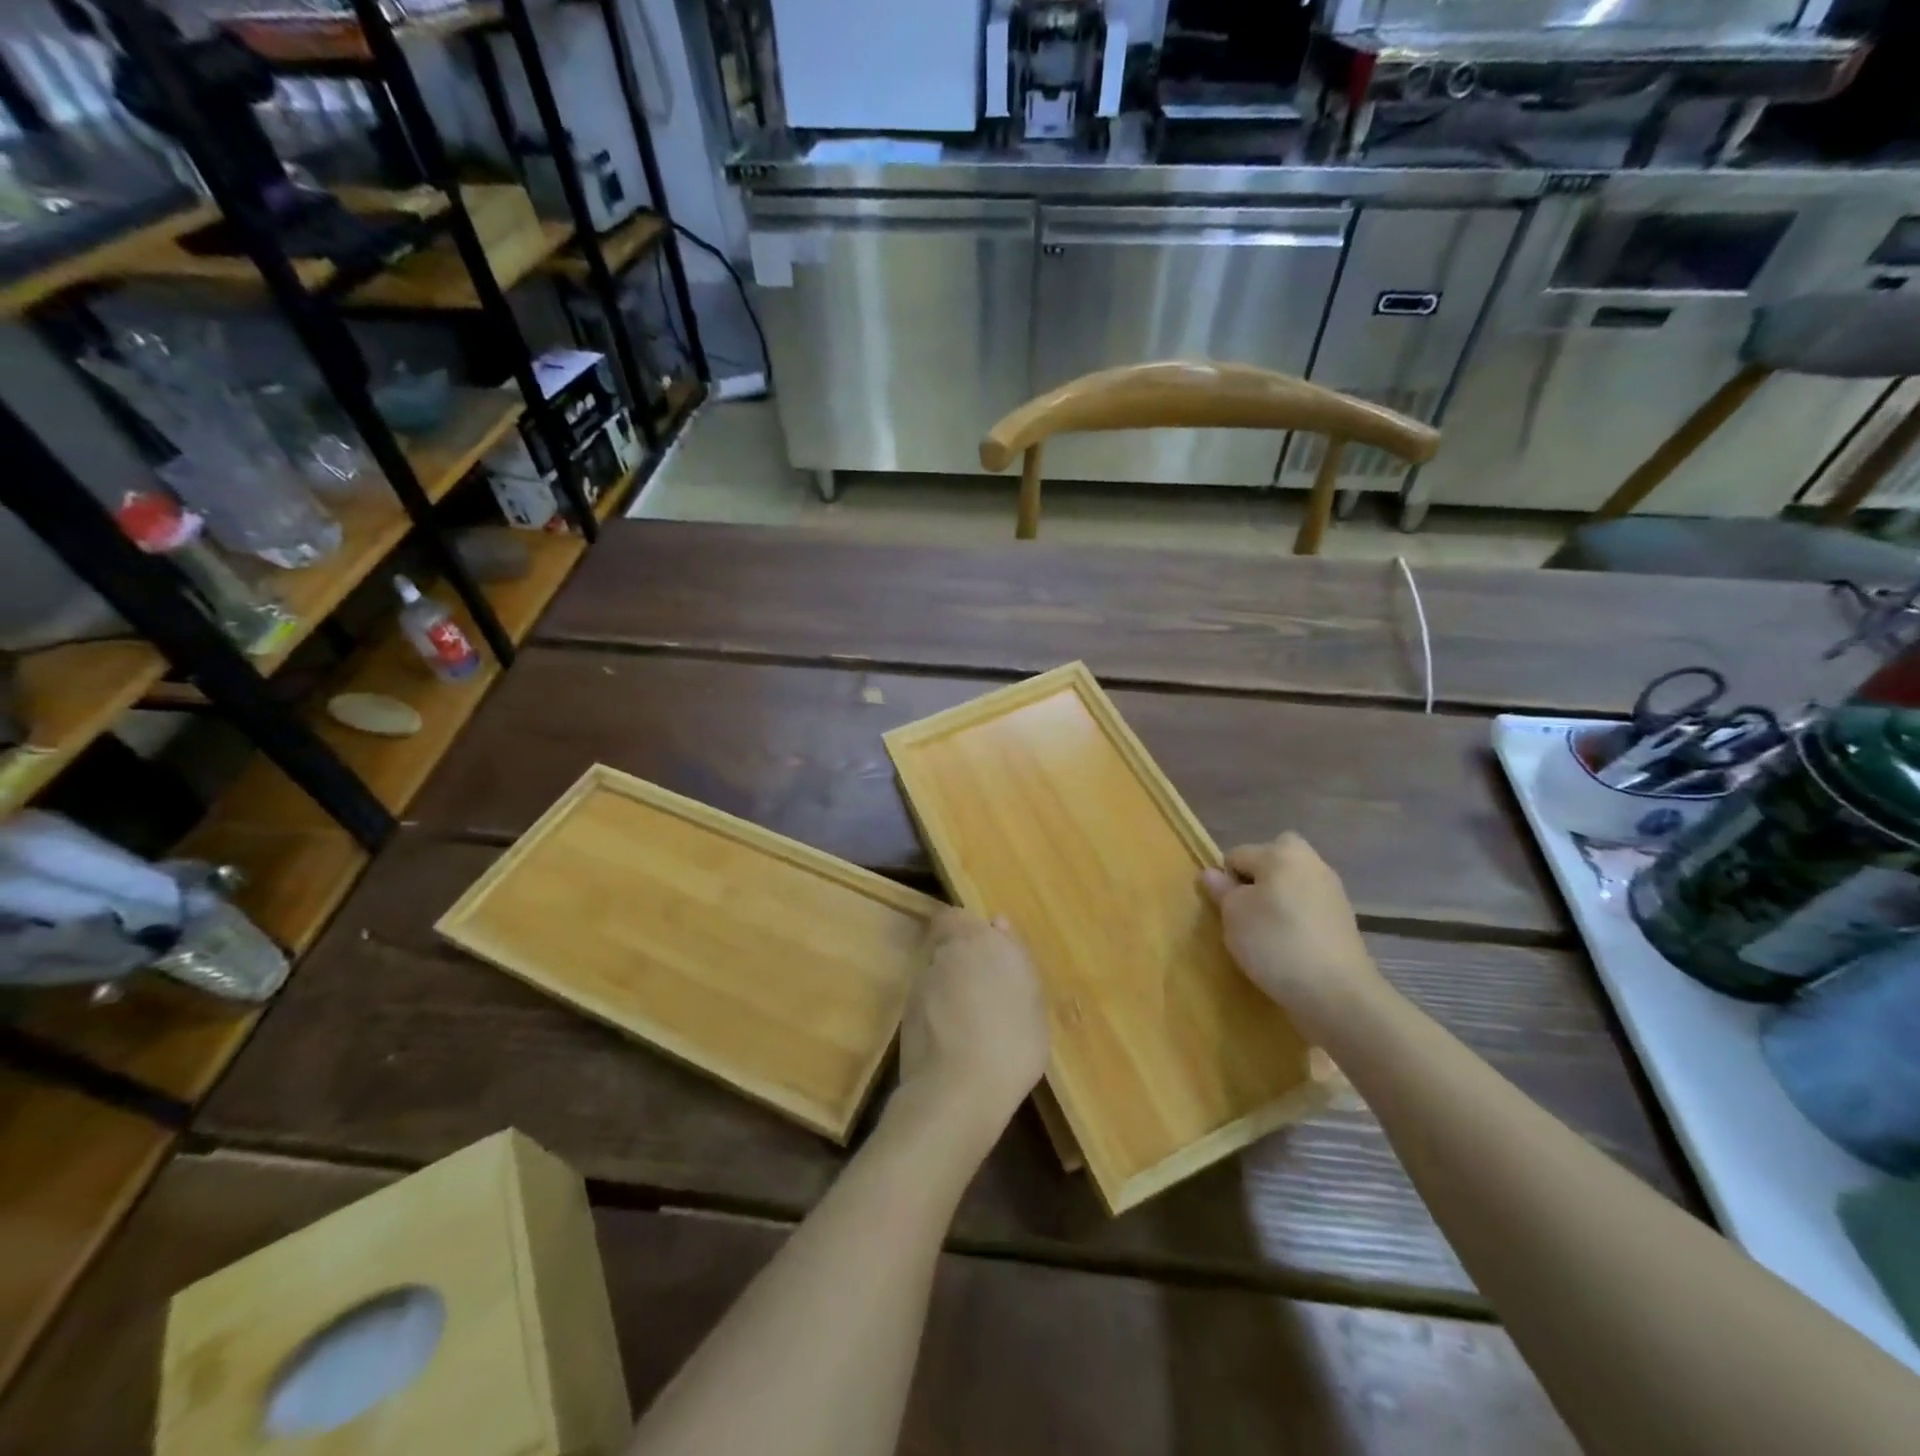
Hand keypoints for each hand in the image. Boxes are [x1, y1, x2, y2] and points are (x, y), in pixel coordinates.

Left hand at [897, 909, 1049, 1145]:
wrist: (958, 1090)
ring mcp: (922, 981)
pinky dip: (935, 1010)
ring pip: (935, 970)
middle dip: (959, 956)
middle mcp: (947, 952)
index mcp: (981, 940)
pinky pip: (925, 999)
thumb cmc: (1012, 1044)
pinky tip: (951, 1038)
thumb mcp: (1033, 1004)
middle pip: (945, 941)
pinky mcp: (905, 1011)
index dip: (967, 930)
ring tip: (968, 1018)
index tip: (986, 951)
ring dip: (947, 984)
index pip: (958, 916)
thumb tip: (998, 924)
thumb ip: (1015, 959)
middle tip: (982, 987)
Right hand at [1201, 833, 1387, 1039]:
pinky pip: (1308, 908)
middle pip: (1271, 861)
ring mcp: (1332, 891)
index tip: (1223, 909)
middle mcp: (1311, 862)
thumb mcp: (1234, 915)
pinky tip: (1289, 947)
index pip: (1237, 855)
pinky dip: (1296, 921)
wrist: (1337, 993)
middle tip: (1245, 912)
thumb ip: (1222, 890)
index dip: (1224, 880)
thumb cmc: (1275, 942)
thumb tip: (1212, 873)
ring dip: (1277, 902)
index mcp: (1281, 853)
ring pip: (1291, 885)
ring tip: (1265, 934)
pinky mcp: (1344, 920)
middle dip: (1256, 881)